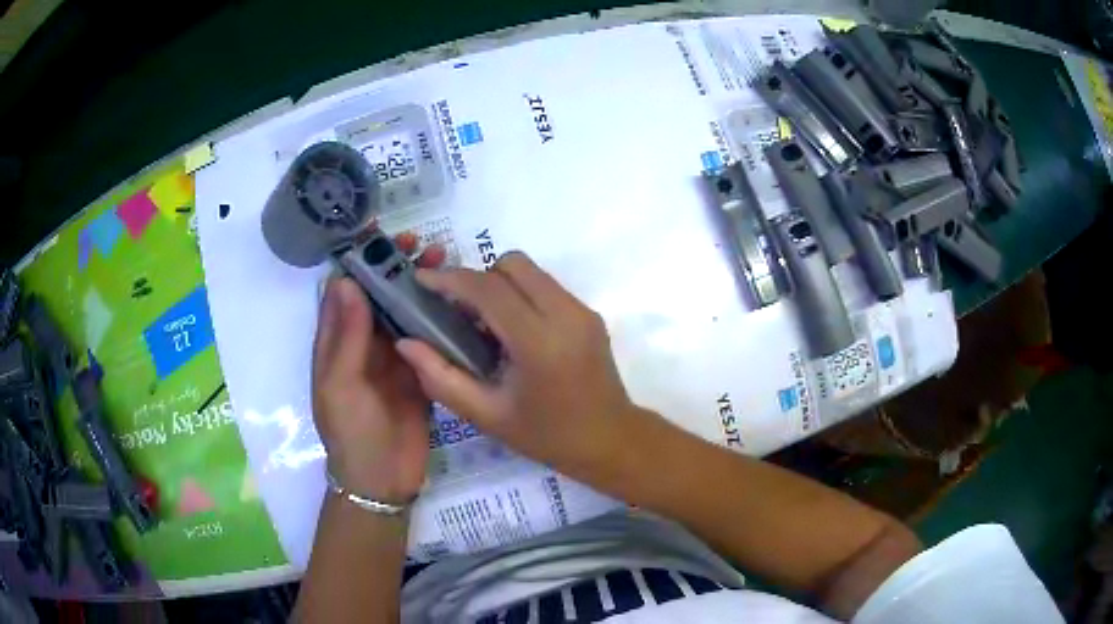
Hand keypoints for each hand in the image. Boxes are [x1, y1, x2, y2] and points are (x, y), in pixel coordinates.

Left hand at [311, 234, 443, 502]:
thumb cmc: (351, 433)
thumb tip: (347, 280)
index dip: (360, 259)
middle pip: (379, 293)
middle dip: (397, 266)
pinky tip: (458, 300)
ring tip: (444, 262)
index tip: (382, 235)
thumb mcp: (339, 386)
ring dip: (421, 285)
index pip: (345, 288)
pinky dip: (440, 315)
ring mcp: (393, 355)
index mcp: (337, 340)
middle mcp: (363, 342)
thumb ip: (344, 337)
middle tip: (421, 244)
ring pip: (406, 310)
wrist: (382, 480)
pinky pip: (428, 336)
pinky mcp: (419, 370)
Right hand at [395, 251, 643, 475]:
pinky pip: (545, 286)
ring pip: (531, 270)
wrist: (610, 440)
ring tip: (484, 324)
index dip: (449, 278)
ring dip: (500, 284)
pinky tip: (512, 332)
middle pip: (512, 264)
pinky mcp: (589, 313)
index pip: (488, 288)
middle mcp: (564, 314)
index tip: (421, 279)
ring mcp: (581, 310)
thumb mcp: (487, 415)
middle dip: (477, 278)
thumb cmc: (547, 435)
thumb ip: (441, 377)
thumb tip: (406, 343)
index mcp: (538, 341)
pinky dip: (521, 295)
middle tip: (458, 310)